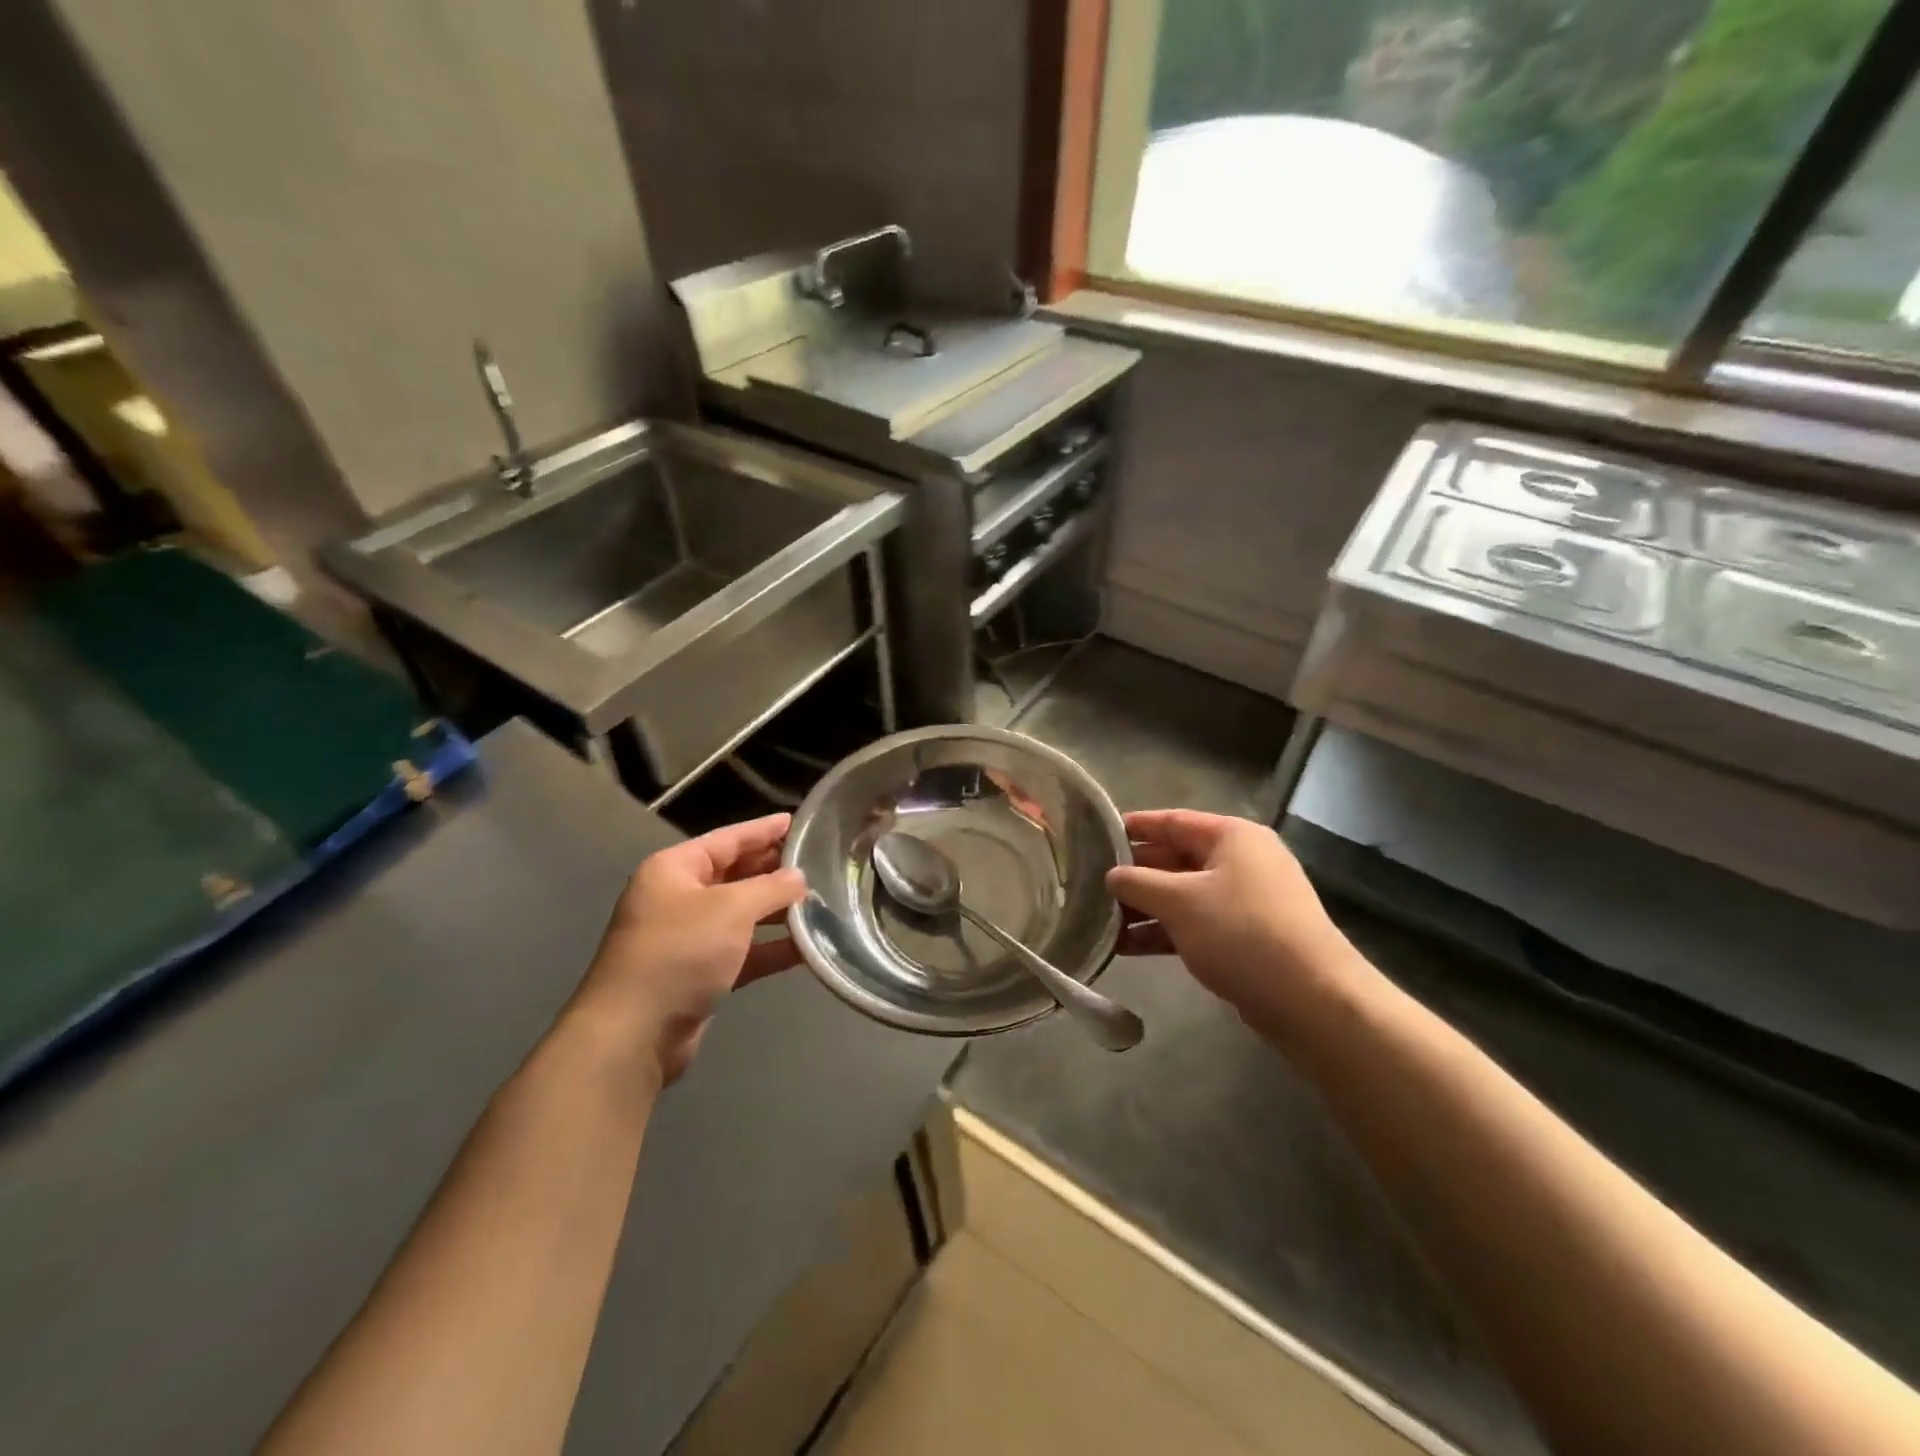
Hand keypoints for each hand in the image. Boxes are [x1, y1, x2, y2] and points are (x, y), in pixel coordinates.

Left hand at [574, 814, 806, 1087]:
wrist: (634, 1033)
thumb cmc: (680, 952)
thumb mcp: (731, 909)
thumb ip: (771, 888)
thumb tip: (798, 878)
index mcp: (675, 869)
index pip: (728, 839)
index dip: (762, 830)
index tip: (796, 821)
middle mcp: (678, 898)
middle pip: (735, 875)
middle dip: (773, 871)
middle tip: (816, 863)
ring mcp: (688, 938)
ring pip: (741, 915)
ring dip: (777, 912)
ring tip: (820, 903)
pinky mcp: (699, 974)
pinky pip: (743, 952)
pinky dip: (770, 948)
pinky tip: (806, 948)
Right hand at [1107, 810, 1374, 1041]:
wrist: (1311, 1000)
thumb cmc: (1241, 933)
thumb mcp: (1180, 901)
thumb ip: (1138, 883)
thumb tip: (1111, 875)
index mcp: (1231, 836)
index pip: (1172, 821)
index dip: (1132, 827)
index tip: (1094, 835)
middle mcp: (1239, 861)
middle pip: (1174, 859)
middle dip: (1133, 874)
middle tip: (1088, 883)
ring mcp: (1244, 901)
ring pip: (1182, 895)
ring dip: (1143, 908)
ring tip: (1098, 920)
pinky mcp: (1244, 937)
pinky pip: (1194, 924)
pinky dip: (1163, 932)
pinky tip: (1125, 947)